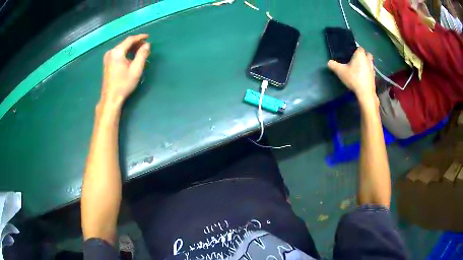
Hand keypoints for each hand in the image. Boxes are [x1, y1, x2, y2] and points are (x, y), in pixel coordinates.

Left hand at [101, 34, 150, 104]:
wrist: (111, 98)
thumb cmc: (124, 84)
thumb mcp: (136, 69)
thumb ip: (142, 55)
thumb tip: (147, 45)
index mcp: (117, 52)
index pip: (130, 39)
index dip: (140, 37)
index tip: (148, 37)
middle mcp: (111, 52)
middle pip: (125, 43)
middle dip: (136, 44)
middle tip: (146, 47)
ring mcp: (107, 58)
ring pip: (122, 48)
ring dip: (131, 49)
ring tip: (140, 53)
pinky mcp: (107, 63)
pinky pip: (118, 53)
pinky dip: (126, 53)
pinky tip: (131, 58)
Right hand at [328, 48, 376, 103]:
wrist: (365, 93)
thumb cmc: (354, 78)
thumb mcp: (340, 71)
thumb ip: (333, 65)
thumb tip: (329, 62)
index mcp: (360, 55)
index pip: (359, 48)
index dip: (356, 51)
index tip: (351, 55)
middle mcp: (368, 60)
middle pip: (367, 54)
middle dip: (363, 56)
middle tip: (357, 61)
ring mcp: (372, 68)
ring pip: (370, 63)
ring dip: (366, 64)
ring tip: (359, 69)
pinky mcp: (374, 77)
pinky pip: (370, 71)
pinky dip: (368, 73)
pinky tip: (363, 77)